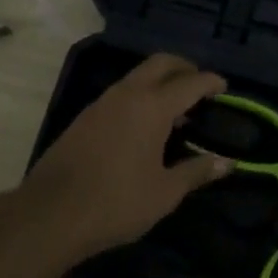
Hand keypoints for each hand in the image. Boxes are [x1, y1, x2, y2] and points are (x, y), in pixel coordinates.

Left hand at [19, 54, 233, 259]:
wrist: (50, 213)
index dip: (210, 82)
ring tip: (175, 110)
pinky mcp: (86, 116)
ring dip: (160, 81)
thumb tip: (227, 162)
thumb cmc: (116, 202)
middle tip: (200, 87)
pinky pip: (122, 92)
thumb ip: (196, 171)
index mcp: (152, 106)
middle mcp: (128, 94)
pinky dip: (141, 95)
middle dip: (184, 68)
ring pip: (138, 76)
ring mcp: (103, 102)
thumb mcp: (164, 192)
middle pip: (161, 63)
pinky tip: (144, 125)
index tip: (224, 87)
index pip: (190, 82)